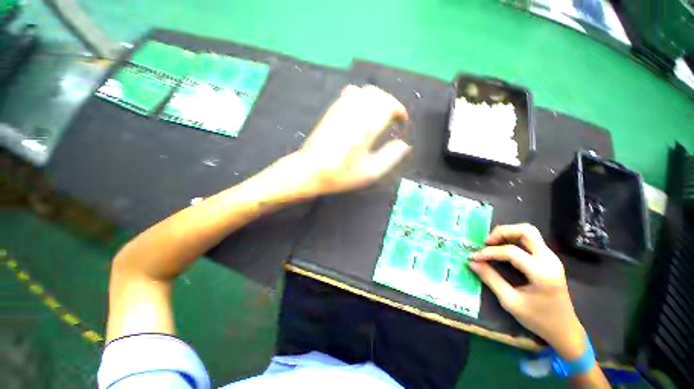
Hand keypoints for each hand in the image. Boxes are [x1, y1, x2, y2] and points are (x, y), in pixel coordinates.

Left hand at [291, 85, 411, 195]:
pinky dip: (363, 95)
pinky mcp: (333, 108)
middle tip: (394, 119)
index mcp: (367, 127)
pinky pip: (352, 91)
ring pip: (366, 90)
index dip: (400, 111)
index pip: (390, 106)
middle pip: (380, 95)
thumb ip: (390, 157)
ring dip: (378, 98)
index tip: (402, 123)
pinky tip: (363, 109)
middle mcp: (356, 112)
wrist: (309, 169)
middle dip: (391, 104)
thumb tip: (405, 144)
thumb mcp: (369, 172)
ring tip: (380, 113)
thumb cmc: (340, 174)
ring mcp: (342, 108)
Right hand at [469, 224, 586, 358]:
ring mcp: (552, 257)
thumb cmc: (536, 319)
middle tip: (487, 242)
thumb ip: (493, 281)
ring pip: (532, 234)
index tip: (474, 256)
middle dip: (505, 232)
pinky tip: (509, 253)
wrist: (561, 326)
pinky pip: (535, 243)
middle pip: (526, 231)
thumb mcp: (511, 303)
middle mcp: (549, 257)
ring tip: (495, 245)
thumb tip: (475, 265)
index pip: (512, 252)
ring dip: (512, 235)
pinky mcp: (552, 260)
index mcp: (540, 271)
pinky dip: (519, 243)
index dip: (490, 252)